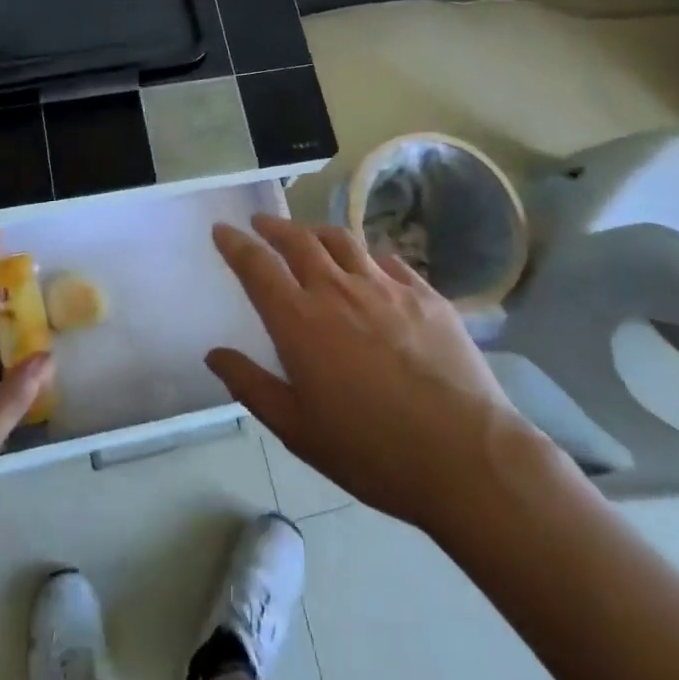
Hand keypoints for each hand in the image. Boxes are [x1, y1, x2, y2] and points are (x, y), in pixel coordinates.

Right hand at [208, 214, 527, 535]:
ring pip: (343, 241)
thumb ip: (251, 386)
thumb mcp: (297, 430)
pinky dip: (366, 255)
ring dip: (317, 231)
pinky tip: (368, 264)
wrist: (465, 455)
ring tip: (308, 234)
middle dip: (274, 227)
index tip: (222, 229)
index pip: (257, 266)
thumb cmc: (371, 451)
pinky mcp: (425, 295)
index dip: (235, 244)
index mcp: (299, 321)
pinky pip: (387, 260)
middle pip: (299, 241)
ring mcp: (385, 288)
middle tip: (261, 223)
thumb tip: (214, 353)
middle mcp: (338, 291)